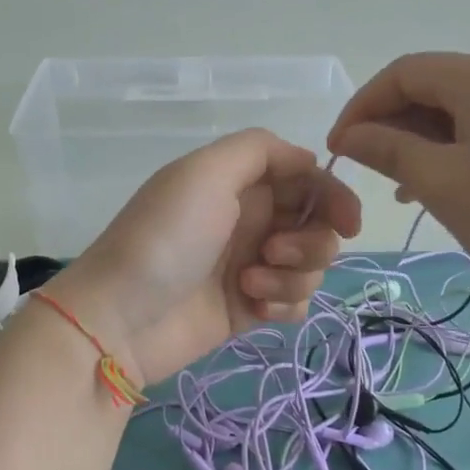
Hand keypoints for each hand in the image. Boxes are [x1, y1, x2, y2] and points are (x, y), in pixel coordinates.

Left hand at [45, 129, 361, 384]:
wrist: (120, 319)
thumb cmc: (166, 237)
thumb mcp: (205, 171)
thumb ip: (260, 150)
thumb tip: (309, 159)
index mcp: (240, 183)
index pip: (306, 179)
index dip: (333, 195)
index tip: (348, 221)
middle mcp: (251, 220)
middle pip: (317, 223)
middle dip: (311, 240)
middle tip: (273, 252)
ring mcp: (252, 265)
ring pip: (311, 265)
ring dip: (292, 275)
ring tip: (249, 283)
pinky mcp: (250, 308)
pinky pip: (295, 302)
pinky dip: (284, 304)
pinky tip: (254, 309)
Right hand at [326, 52, 469, 298]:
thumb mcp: (443, 183)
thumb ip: (389, 151)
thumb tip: (350, 136)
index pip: (403, 73)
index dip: (362, 106)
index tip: (338, 149)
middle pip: (430, 87)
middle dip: (390, 124)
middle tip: (367, 170)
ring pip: (455, 111)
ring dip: (418, 141)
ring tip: (399, 187)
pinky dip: (451, 150)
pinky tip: (439, 186)